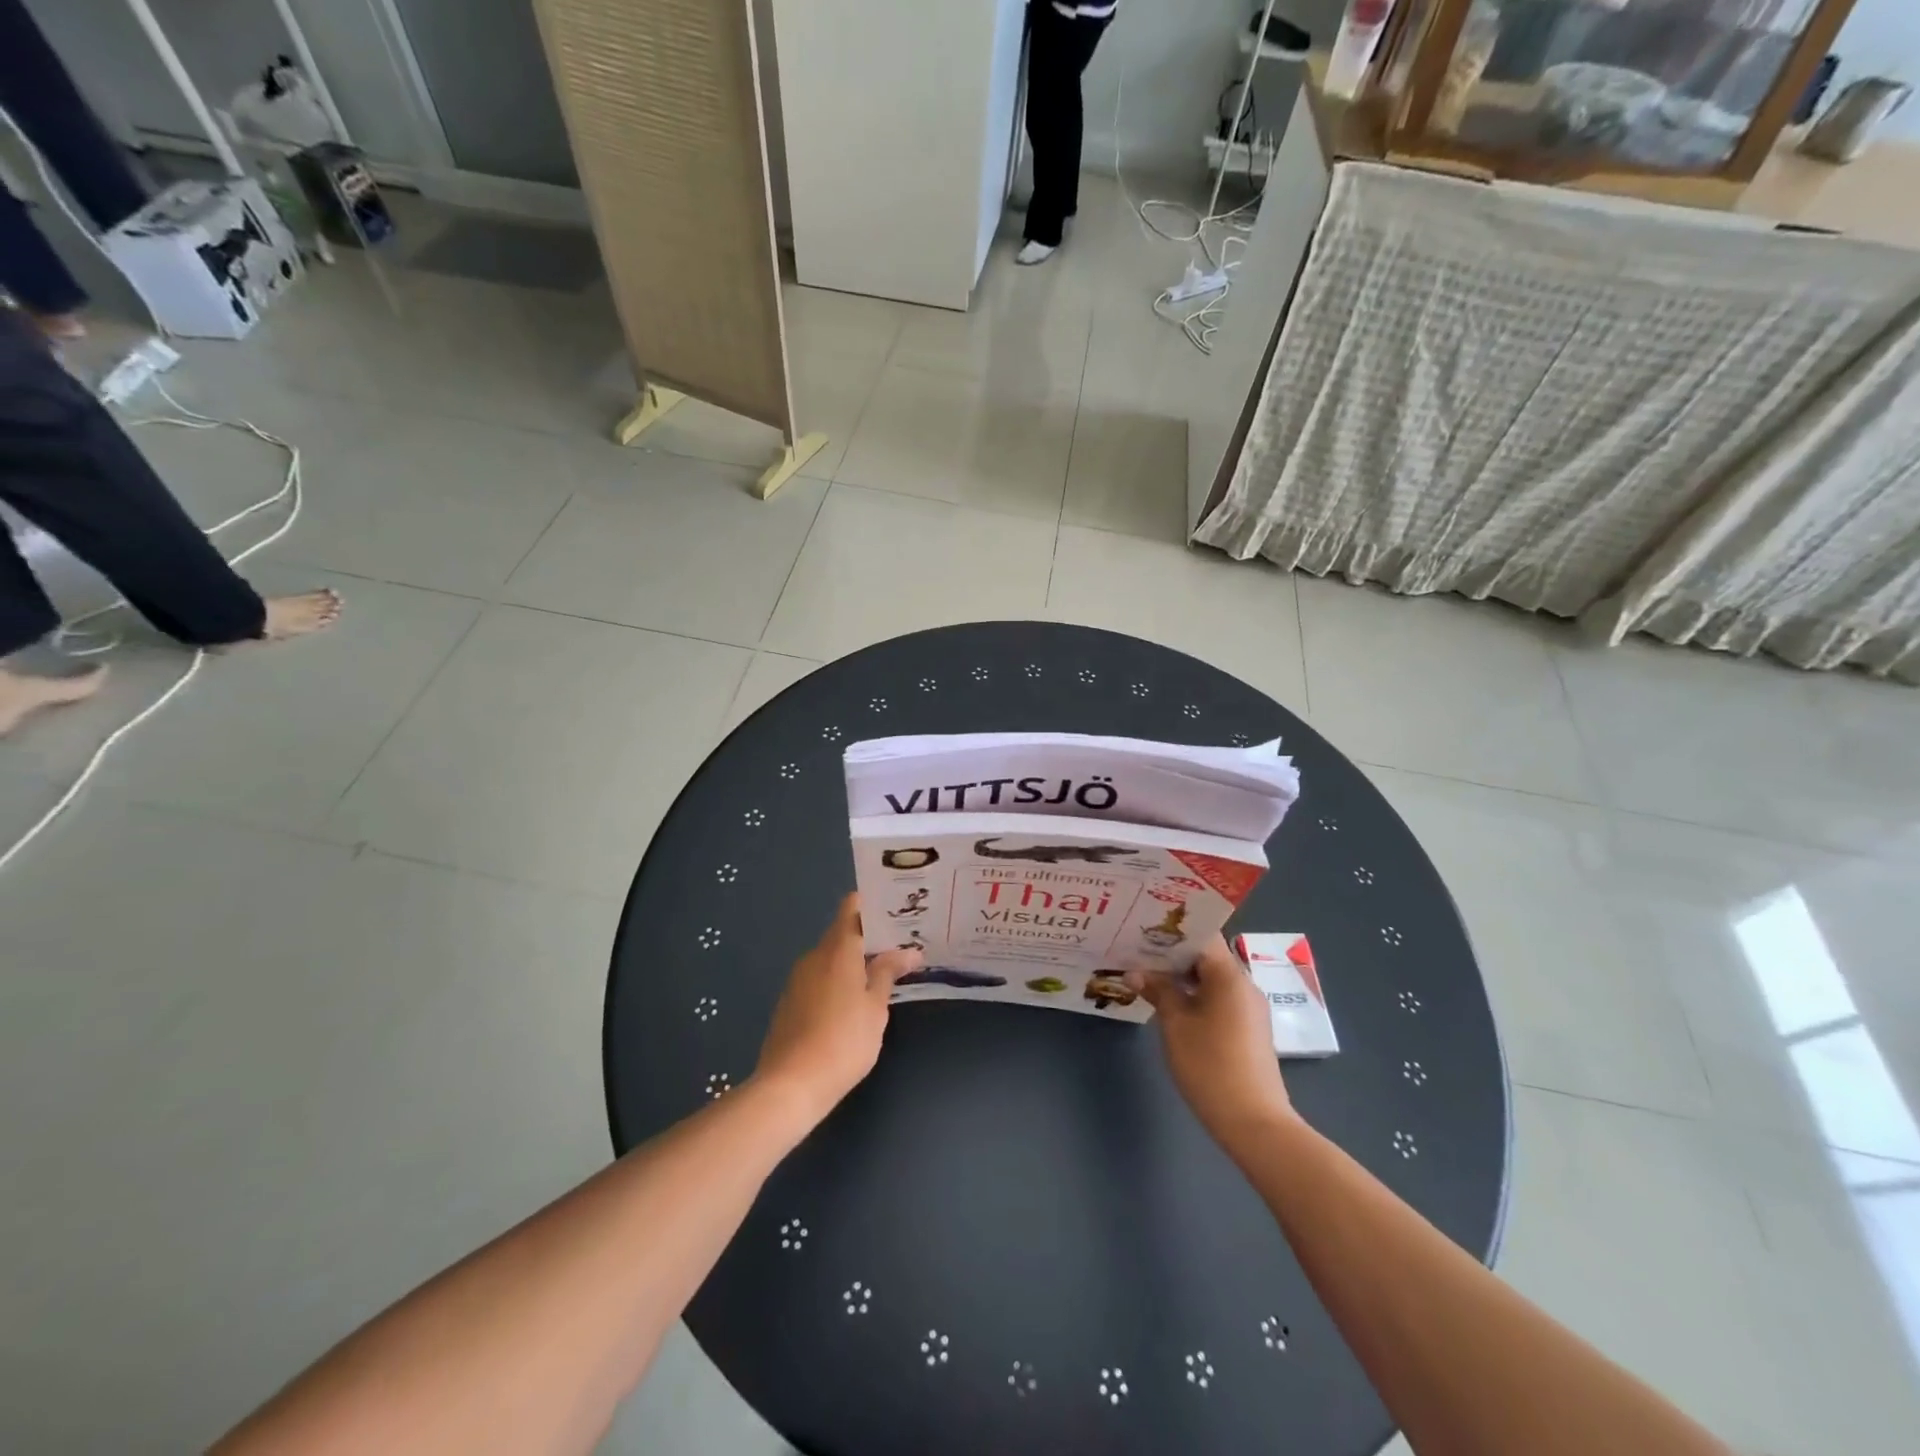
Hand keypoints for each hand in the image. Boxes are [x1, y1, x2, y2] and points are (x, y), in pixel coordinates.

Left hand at [754, 894, 919, 1120]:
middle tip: (900, 947)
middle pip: (843, 932)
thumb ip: (889, 973)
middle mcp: (814, 956)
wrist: (790, 1085)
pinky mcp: (790, 1002)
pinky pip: (819, 978)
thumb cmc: (843, 1042)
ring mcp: (798, 979)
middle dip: (870, 938)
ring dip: (854, 962)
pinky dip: (837, 981)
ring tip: (882, 975)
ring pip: (831, 958)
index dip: (873, 904)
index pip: (852, 907)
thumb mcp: (875, 1008)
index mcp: (838, 949)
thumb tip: (909, 951)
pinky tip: (853, 1004)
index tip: (897, 911)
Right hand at [1128, 936, 1294, 1148]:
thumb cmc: (1210, 1065)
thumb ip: (1157, 991)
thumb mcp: (1175, 1024)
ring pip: (1211, 979)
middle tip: (1136, 951)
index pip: (1201, 936)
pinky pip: (1218, 999)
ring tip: (1146, 975)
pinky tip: (1170, 1004)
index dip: (1172, 931)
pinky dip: (1194, 995)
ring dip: (1181, 977)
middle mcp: (1244, 984)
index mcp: (1229, 975)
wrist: (1254, 1122)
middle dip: (1171, 954)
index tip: (1142, 929)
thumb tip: (1135, 972)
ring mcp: (1249, 1009)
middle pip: (1206, 956)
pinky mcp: (1248, 1030)